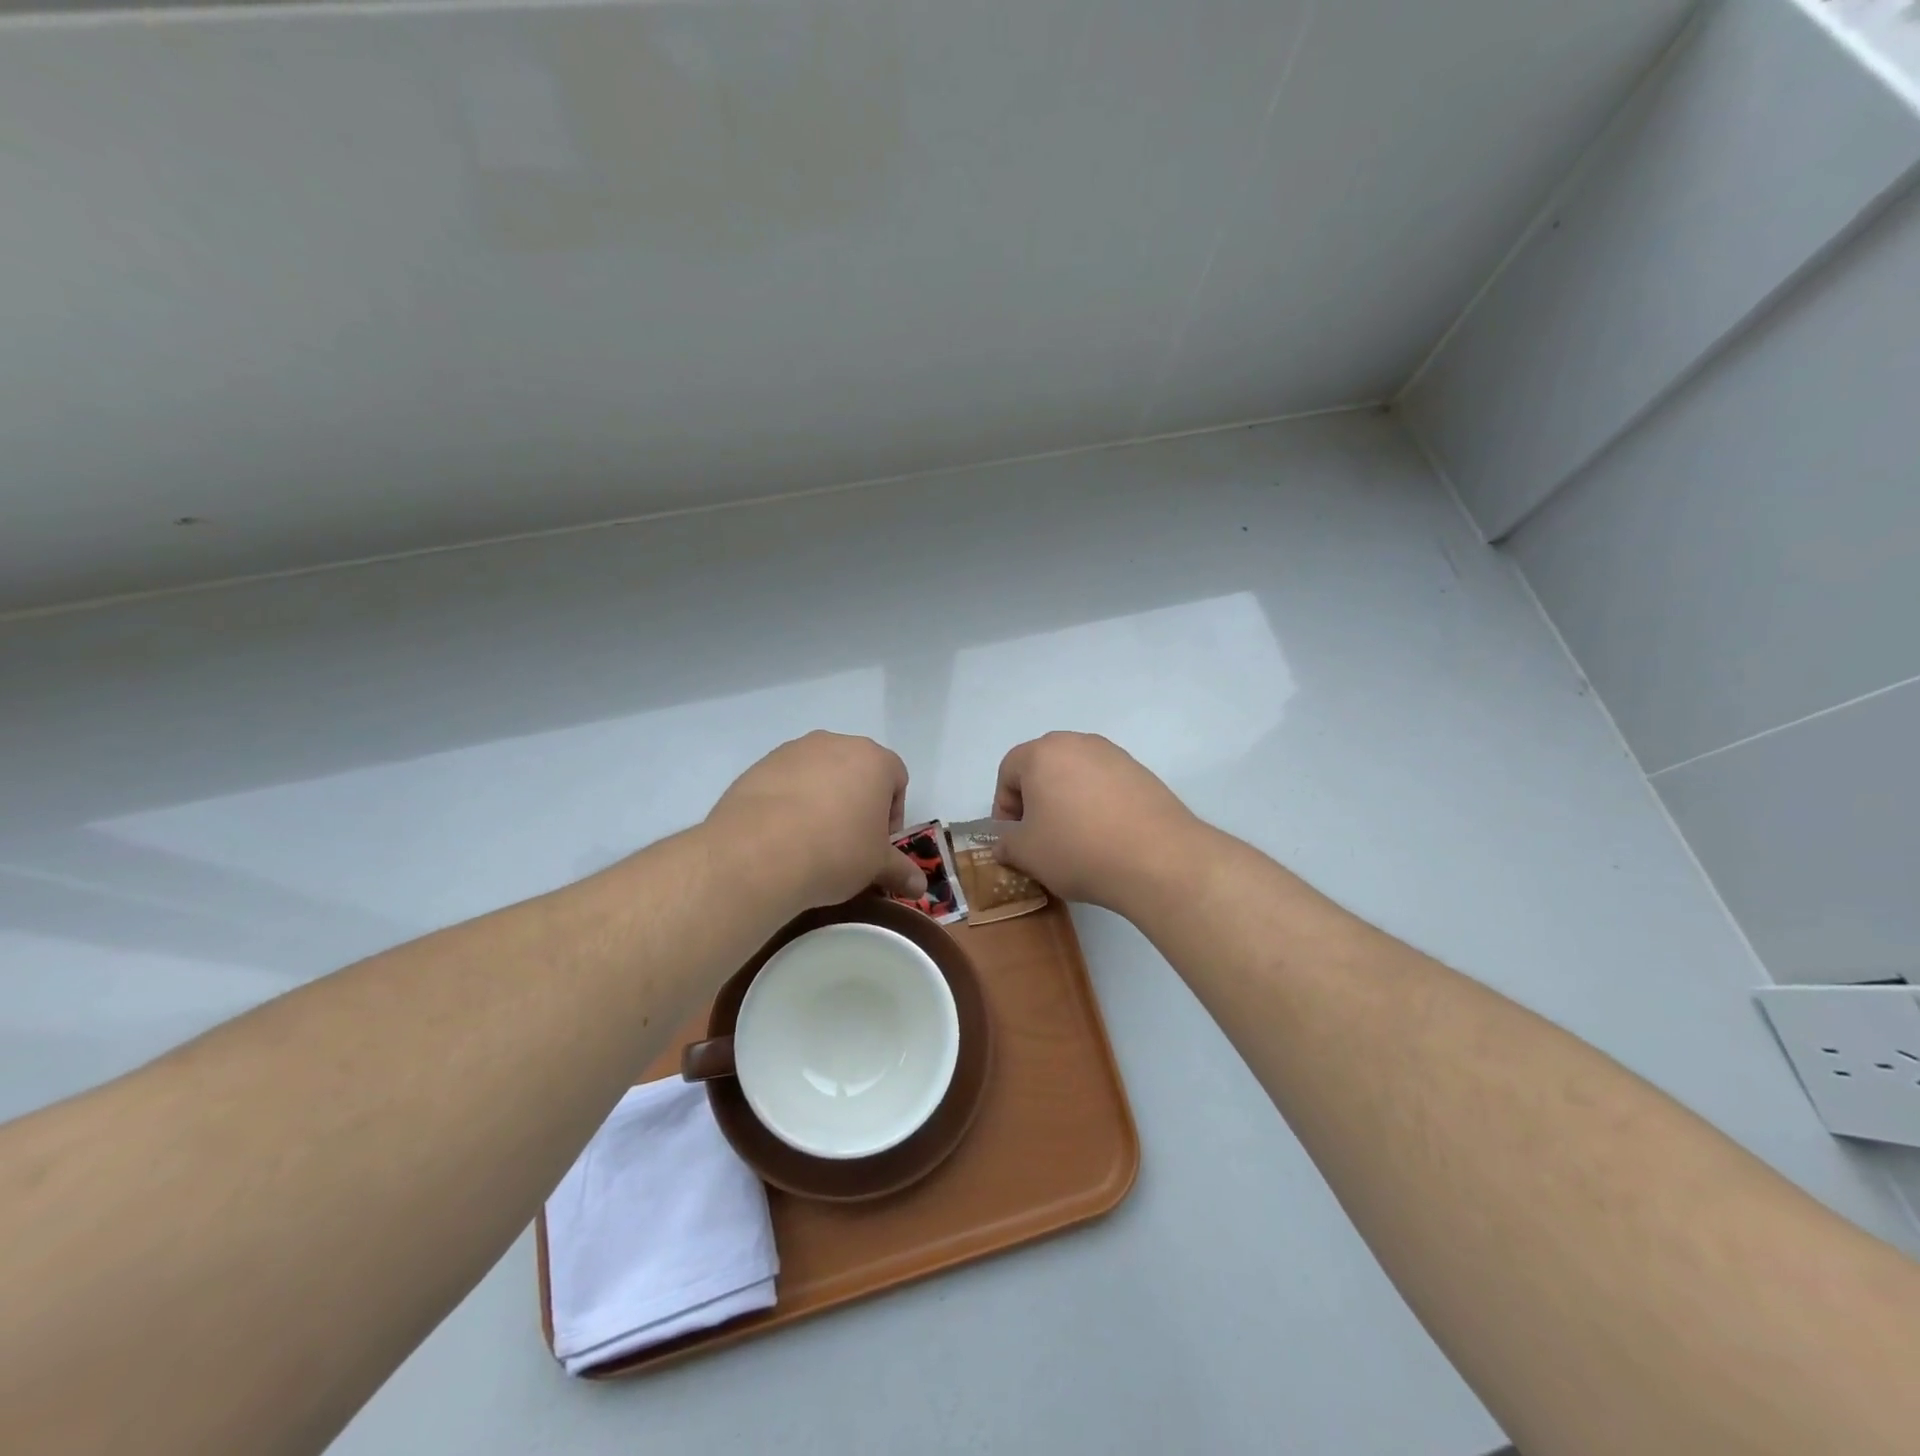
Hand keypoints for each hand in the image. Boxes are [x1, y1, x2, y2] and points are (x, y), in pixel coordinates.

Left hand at [706, 732, 927, 910]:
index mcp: (874, 759)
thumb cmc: (836, 851)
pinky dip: (789, 802)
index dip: (892, 814)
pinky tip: (781, 835)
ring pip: (819, 773)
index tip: (878, 844)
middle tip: (848, 842)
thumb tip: (920, 887)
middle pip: (857, 771)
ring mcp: (793, 751)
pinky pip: (785, 782)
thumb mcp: (876, 867)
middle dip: (857, 802)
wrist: (759, 853)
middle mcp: (835, 743)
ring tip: (810, 840)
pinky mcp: (759, 765)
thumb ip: (901, 871)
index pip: (896, 778)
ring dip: (822, 799)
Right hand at [990, 733, 1204, 910]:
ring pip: (1076, 774)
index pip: (1008, 771)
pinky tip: (1105, 835)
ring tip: (1074, 838)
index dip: (1004, 805)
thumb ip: (1006, 843)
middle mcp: (1077, 743)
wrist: (1157, 858)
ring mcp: (1114, 755)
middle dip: (1035, 799)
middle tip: (1039, 835)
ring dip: (1067, 800)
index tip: (1013, 837)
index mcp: (1042, 753)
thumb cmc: (1078, 849)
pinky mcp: (1142, 772)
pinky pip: (1105, 784)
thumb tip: (1006, 842)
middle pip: (1043, 767)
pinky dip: (1097, 804)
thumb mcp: (1026, 853)